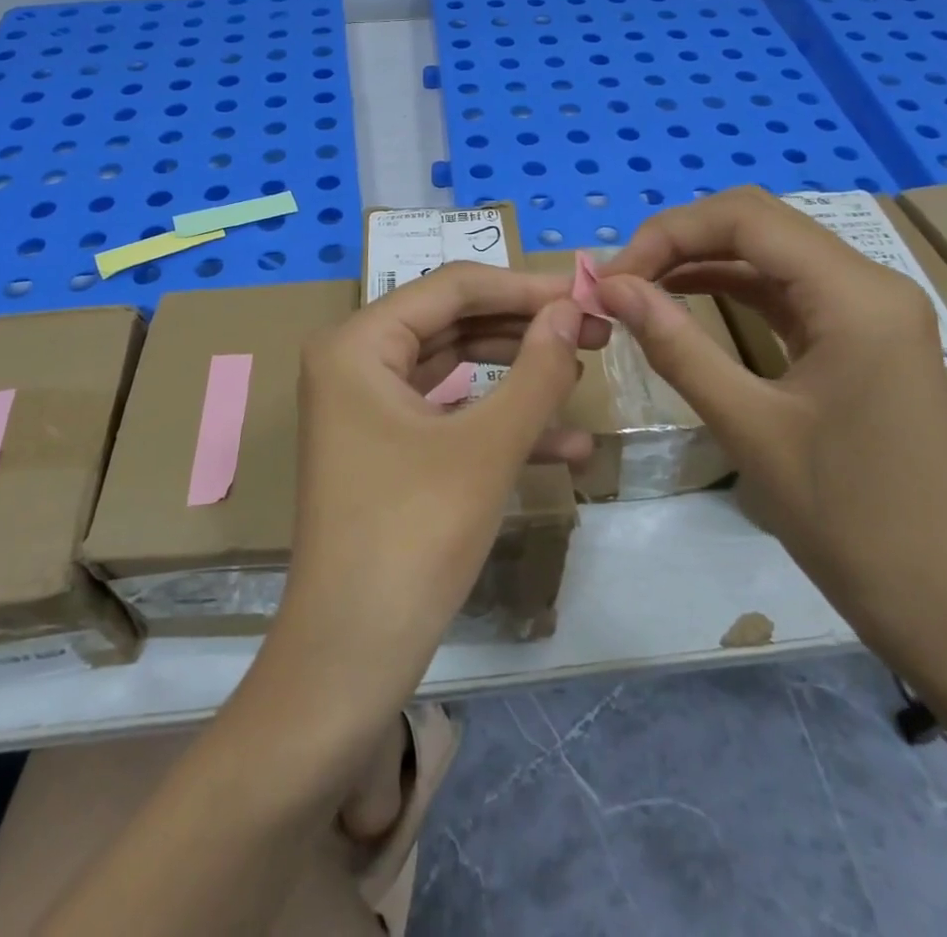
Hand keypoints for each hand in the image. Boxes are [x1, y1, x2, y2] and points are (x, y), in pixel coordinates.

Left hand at [272, 263, 608, 718]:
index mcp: (357, 344)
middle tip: (595, 332)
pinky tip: (568, 445)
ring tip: (585, 372)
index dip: (525, 287)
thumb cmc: (414, 537)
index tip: (588, 294)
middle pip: (453, 323)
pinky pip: (447, 415)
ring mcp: (365, 407)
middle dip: (526, 329)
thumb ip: (536, 370)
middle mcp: (353, 363)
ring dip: (519, 374)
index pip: (452, 288)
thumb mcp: (487, 447)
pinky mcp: (383, 448)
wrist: (350, 659)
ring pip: (454, 369)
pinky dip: (498, 422)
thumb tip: (571, 309)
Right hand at [595, 188, 946, 700]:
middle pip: (760, 224)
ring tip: (639, 288)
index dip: (668, 233)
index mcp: (856, 296)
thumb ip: (676, 346)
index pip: (747, 218)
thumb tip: (610, 288)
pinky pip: (787, 290)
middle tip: (620, 281)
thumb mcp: (748, 427)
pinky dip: (731, 288)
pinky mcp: (861, 337)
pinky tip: (685, 301)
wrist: (942, 604)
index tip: (612, 278)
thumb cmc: (848, 519)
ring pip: (771, 253)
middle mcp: (870, 284)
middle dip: (681, 240)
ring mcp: (870, 310)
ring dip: (702, 260)